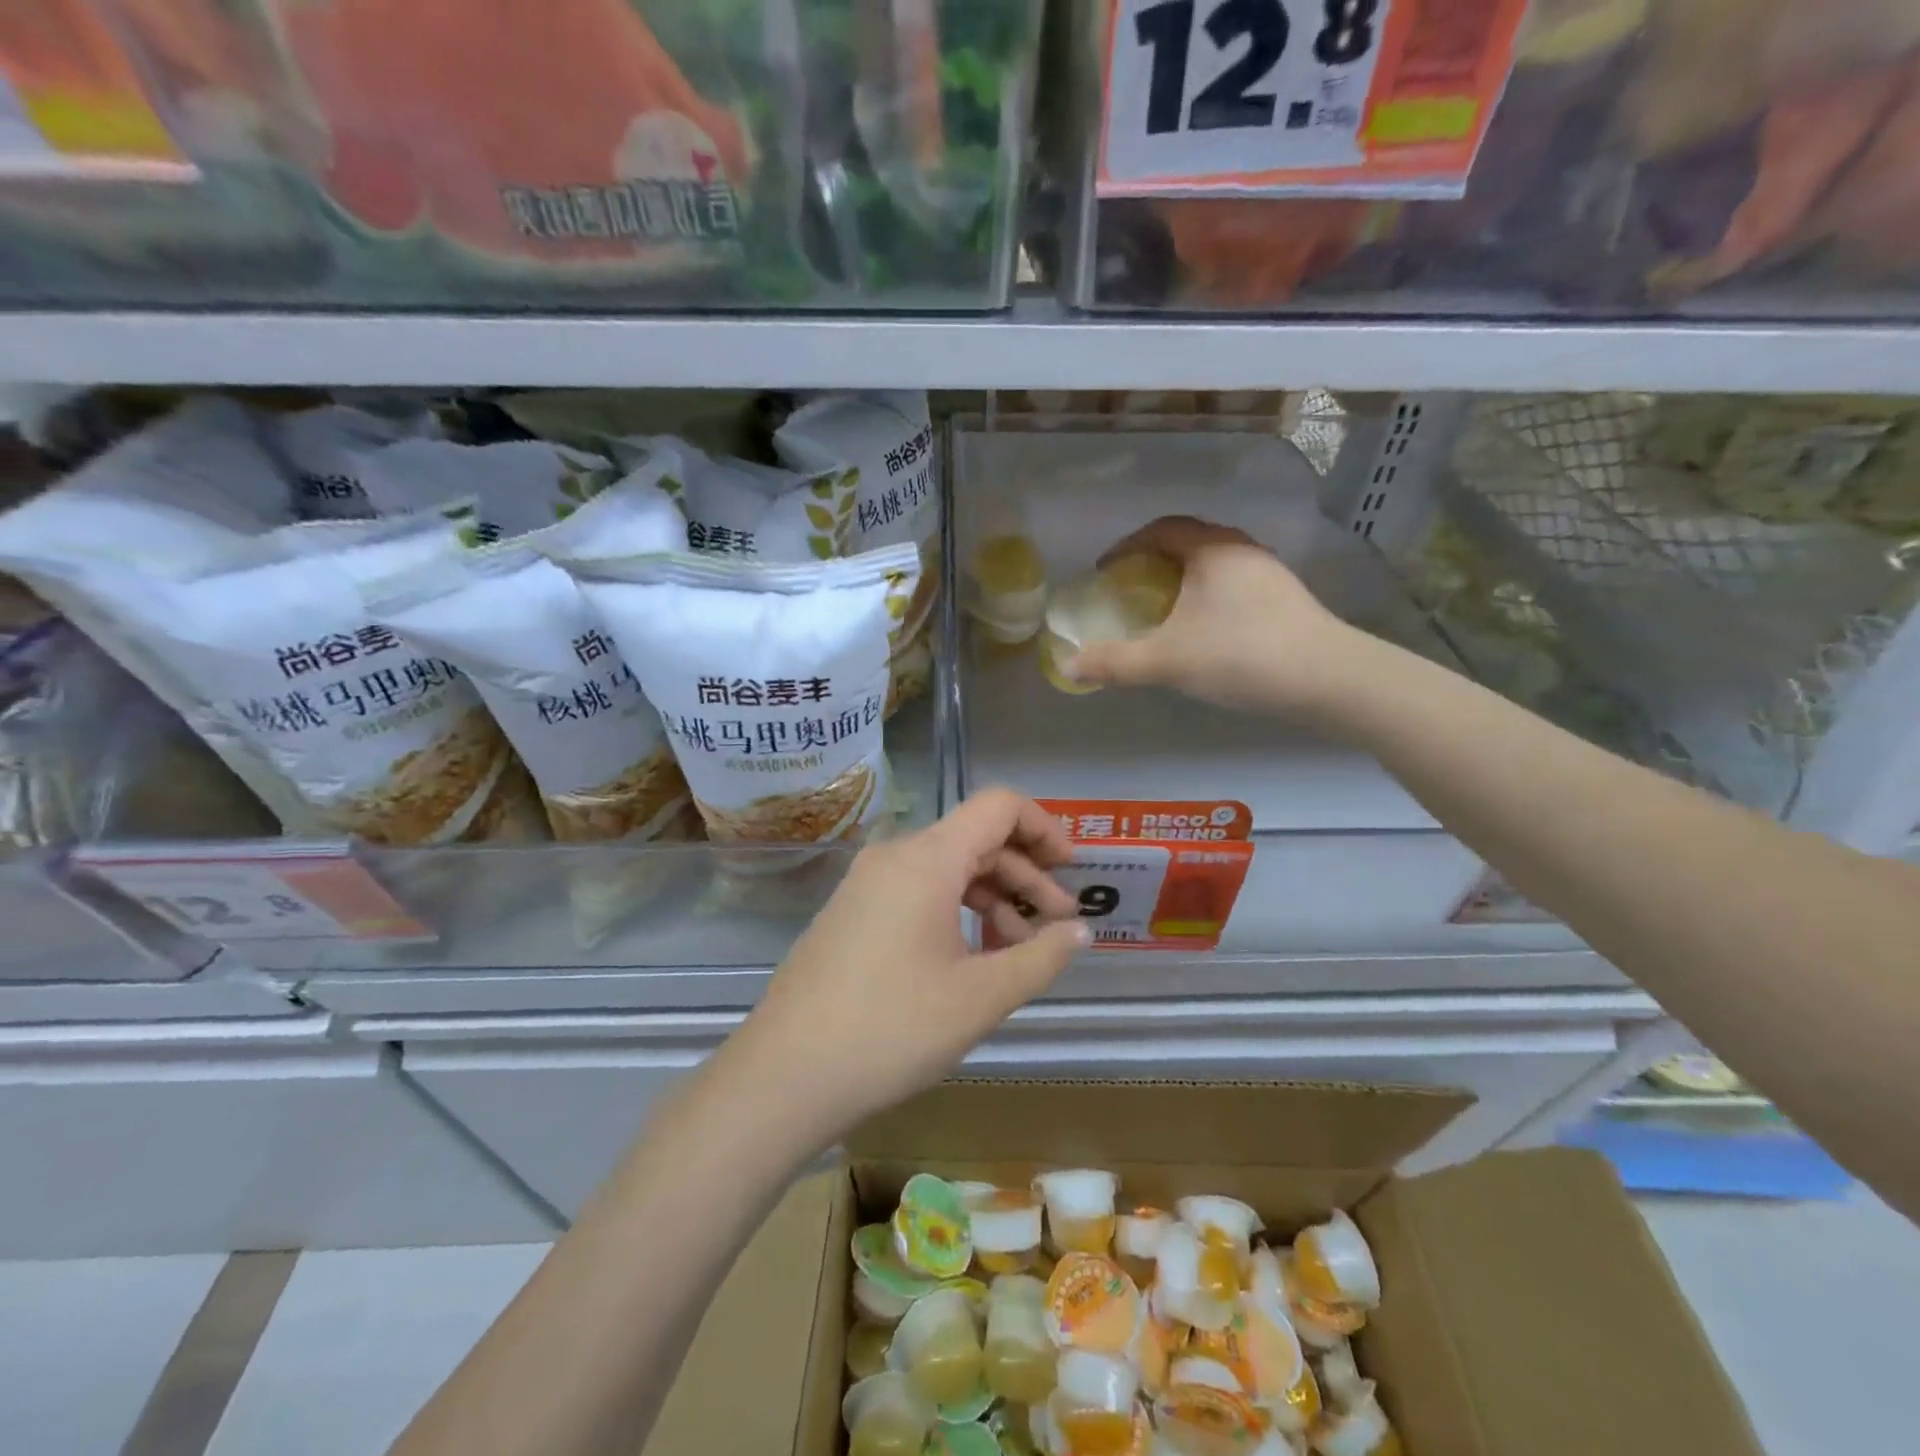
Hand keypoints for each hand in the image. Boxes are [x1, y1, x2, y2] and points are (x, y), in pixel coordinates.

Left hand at [727, 789, 1089, 1140]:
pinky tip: (971, 962)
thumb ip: (1040, 956)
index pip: (998, 806)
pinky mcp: (852, 913)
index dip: (1044, 827)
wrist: (784, 1074)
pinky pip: (917, 893)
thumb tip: (1081, 932)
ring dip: (992, 899)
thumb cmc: (892, 1028)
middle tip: (1058, 925)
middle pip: (975, 839)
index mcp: (927, 858)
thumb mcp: (981, 996)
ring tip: (1017, 953)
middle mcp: (895, 856)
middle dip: (1025, 876)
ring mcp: (867, 884)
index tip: (1071, 871)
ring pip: (947, 870)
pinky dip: (956, 913)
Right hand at [1063, 515, 1356, 714]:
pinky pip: (1233, 584)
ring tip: (1163, 608)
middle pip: (1188, 541)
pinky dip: (1207, 595)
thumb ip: (1115, 663)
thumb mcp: (1167, 661)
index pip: (1161, 530)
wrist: (1328, 678)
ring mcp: (1269, 573)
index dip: (1127, 546)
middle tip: (1129, 588)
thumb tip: (1067, 667)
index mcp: (1211, 549)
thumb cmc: (1240, 655)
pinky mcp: (1285, 598)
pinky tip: (1203, 628)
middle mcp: (1241, 549)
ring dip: (1183, 578)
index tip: (1105, 571)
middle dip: (1153, 560)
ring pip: (1214, 563)